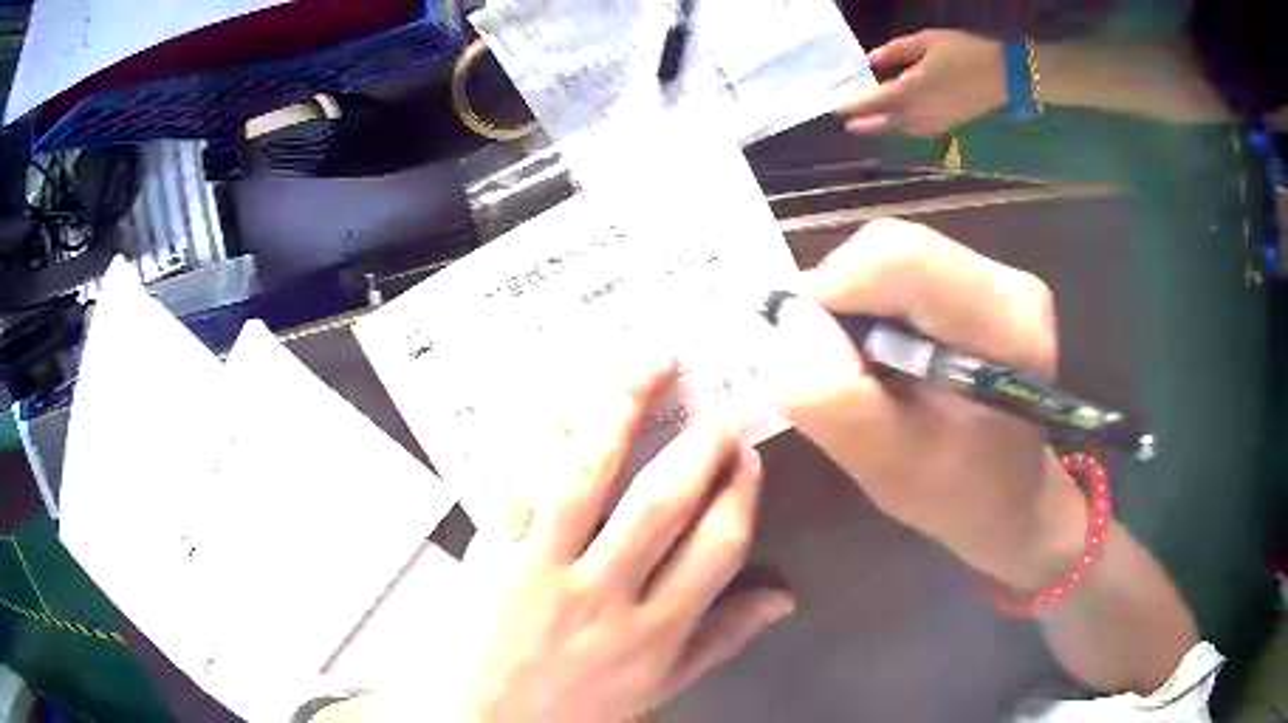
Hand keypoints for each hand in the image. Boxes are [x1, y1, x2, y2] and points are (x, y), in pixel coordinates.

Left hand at [448, 355, 791, 721]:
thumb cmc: (581, 707)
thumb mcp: (662, 687)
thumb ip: (722, 638)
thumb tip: (783, 595)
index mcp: (656, 631)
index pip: (716, 546)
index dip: (738, 491)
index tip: (745, 453)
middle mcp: (605, 594)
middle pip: (660, 503)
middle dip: (697, 445)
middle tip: (715, 406)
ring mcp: (541, 570)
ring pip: (584, 475)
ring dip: (619, 411)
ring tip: (649, 365)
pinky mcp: (490, 555)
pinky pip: (518, 483)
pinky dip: (543, 437)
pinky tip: (567, 401)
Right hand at [770, 219, 1085, 591]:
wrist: (1015, 494)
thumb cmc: (958, 495)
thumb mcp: (887, 470)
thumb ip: (834, 399)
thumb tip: (793, 319)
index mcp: (1005, 328)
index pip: (900, 258)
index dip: (833, 288)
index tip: (806, 346)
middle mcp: (1010, 284)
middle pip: (893, 247)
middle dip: (842, 300)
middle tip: (835, 365)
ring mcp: (1001, 275)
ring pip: (894, 253)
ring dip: (858, 305)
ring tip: (866, 367)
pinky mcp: (986, 278)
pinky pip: (906, 267)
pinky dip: (876, 305)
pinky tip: (888, 353)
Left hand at [838, 30, 1006, 136]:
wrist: (1006, 75)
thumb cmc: (964, 51)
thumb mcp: (927, 41)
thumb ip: (897, 51)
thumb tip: (873, 60)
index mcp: (913, 90)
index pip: (876, 102)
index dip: (856, 106)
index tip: (838, 110)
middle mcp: (923, 112)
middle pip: (889, 123)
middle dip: (867, 125)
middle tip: (848, 126)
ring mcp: (939, 122)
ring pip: (905, 129)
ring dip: (886, 128)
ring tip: (870, 124)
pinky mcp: (952, 124)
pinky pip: (921, 130)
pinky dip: (906, 128)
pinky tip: (902, 123)